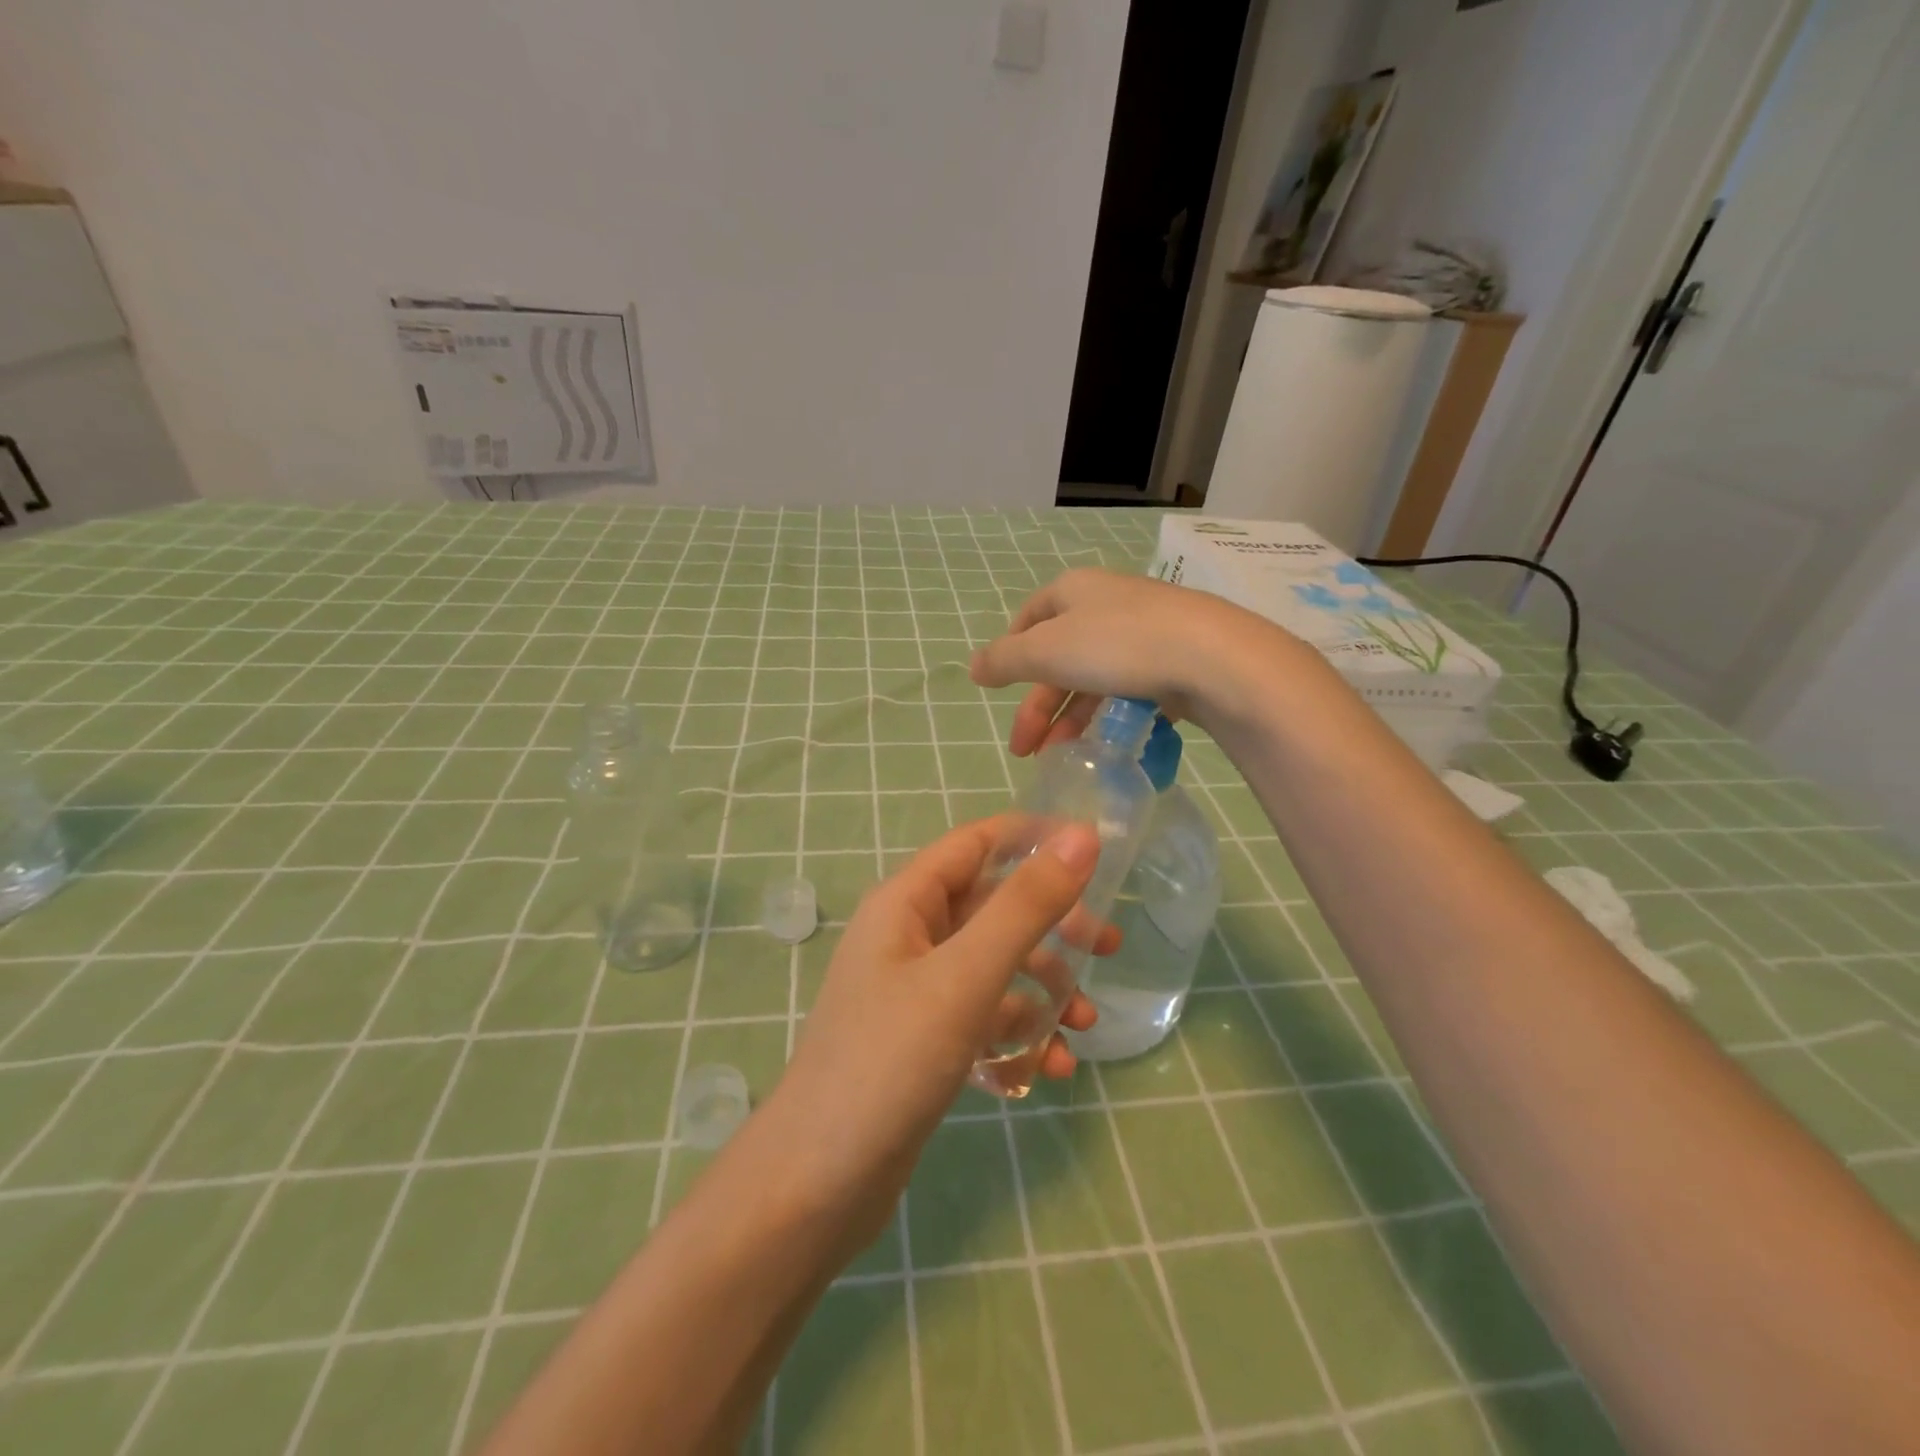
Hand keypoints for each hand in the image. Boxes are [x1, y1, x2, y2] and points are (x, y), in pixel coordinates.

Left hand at [756, 816, 1113, 1254]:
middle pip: (992, 907)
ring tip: (1085, 1025)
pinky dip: (1019, 1032)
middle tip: (1109, 947)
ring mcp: (914, 991)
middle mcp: (908, 937)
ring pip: (994, 966)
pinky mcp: (923, 1041)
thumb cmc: (889, 1062)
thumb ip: (1025, 906)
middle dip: (1052, 924)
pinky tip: (1050, 1068)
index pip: (976, 843)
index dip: (1033, 838)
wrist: (817, 1186)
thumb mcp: (966, 977)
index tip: (1096, 853)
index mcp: (906, 903)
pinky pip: (983, 1017)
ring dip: (1043, 988)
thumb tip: (1080, 838)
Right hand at [967, 568, 1298, 755]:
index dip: (1011, 652)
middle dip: (1039, 706)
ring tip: (1061, 759)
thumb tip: (974, 667)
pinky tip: (1107, 745)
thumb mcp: (1046, 652)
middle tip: (1025, 750)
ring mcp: (1146, 632)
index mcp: (1074, 591)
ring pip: (1095, 678)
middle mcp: (1108, 604)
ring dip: (1072, 719)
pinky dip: (1111, 717)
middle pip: (1060, 656)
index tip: (1001, 689)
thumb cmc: (1117, 645)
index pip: (1030, 616)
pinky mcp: (1175, 661)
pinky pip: (1131, 690)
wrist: (1213, 659)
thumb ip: (1004, 660)